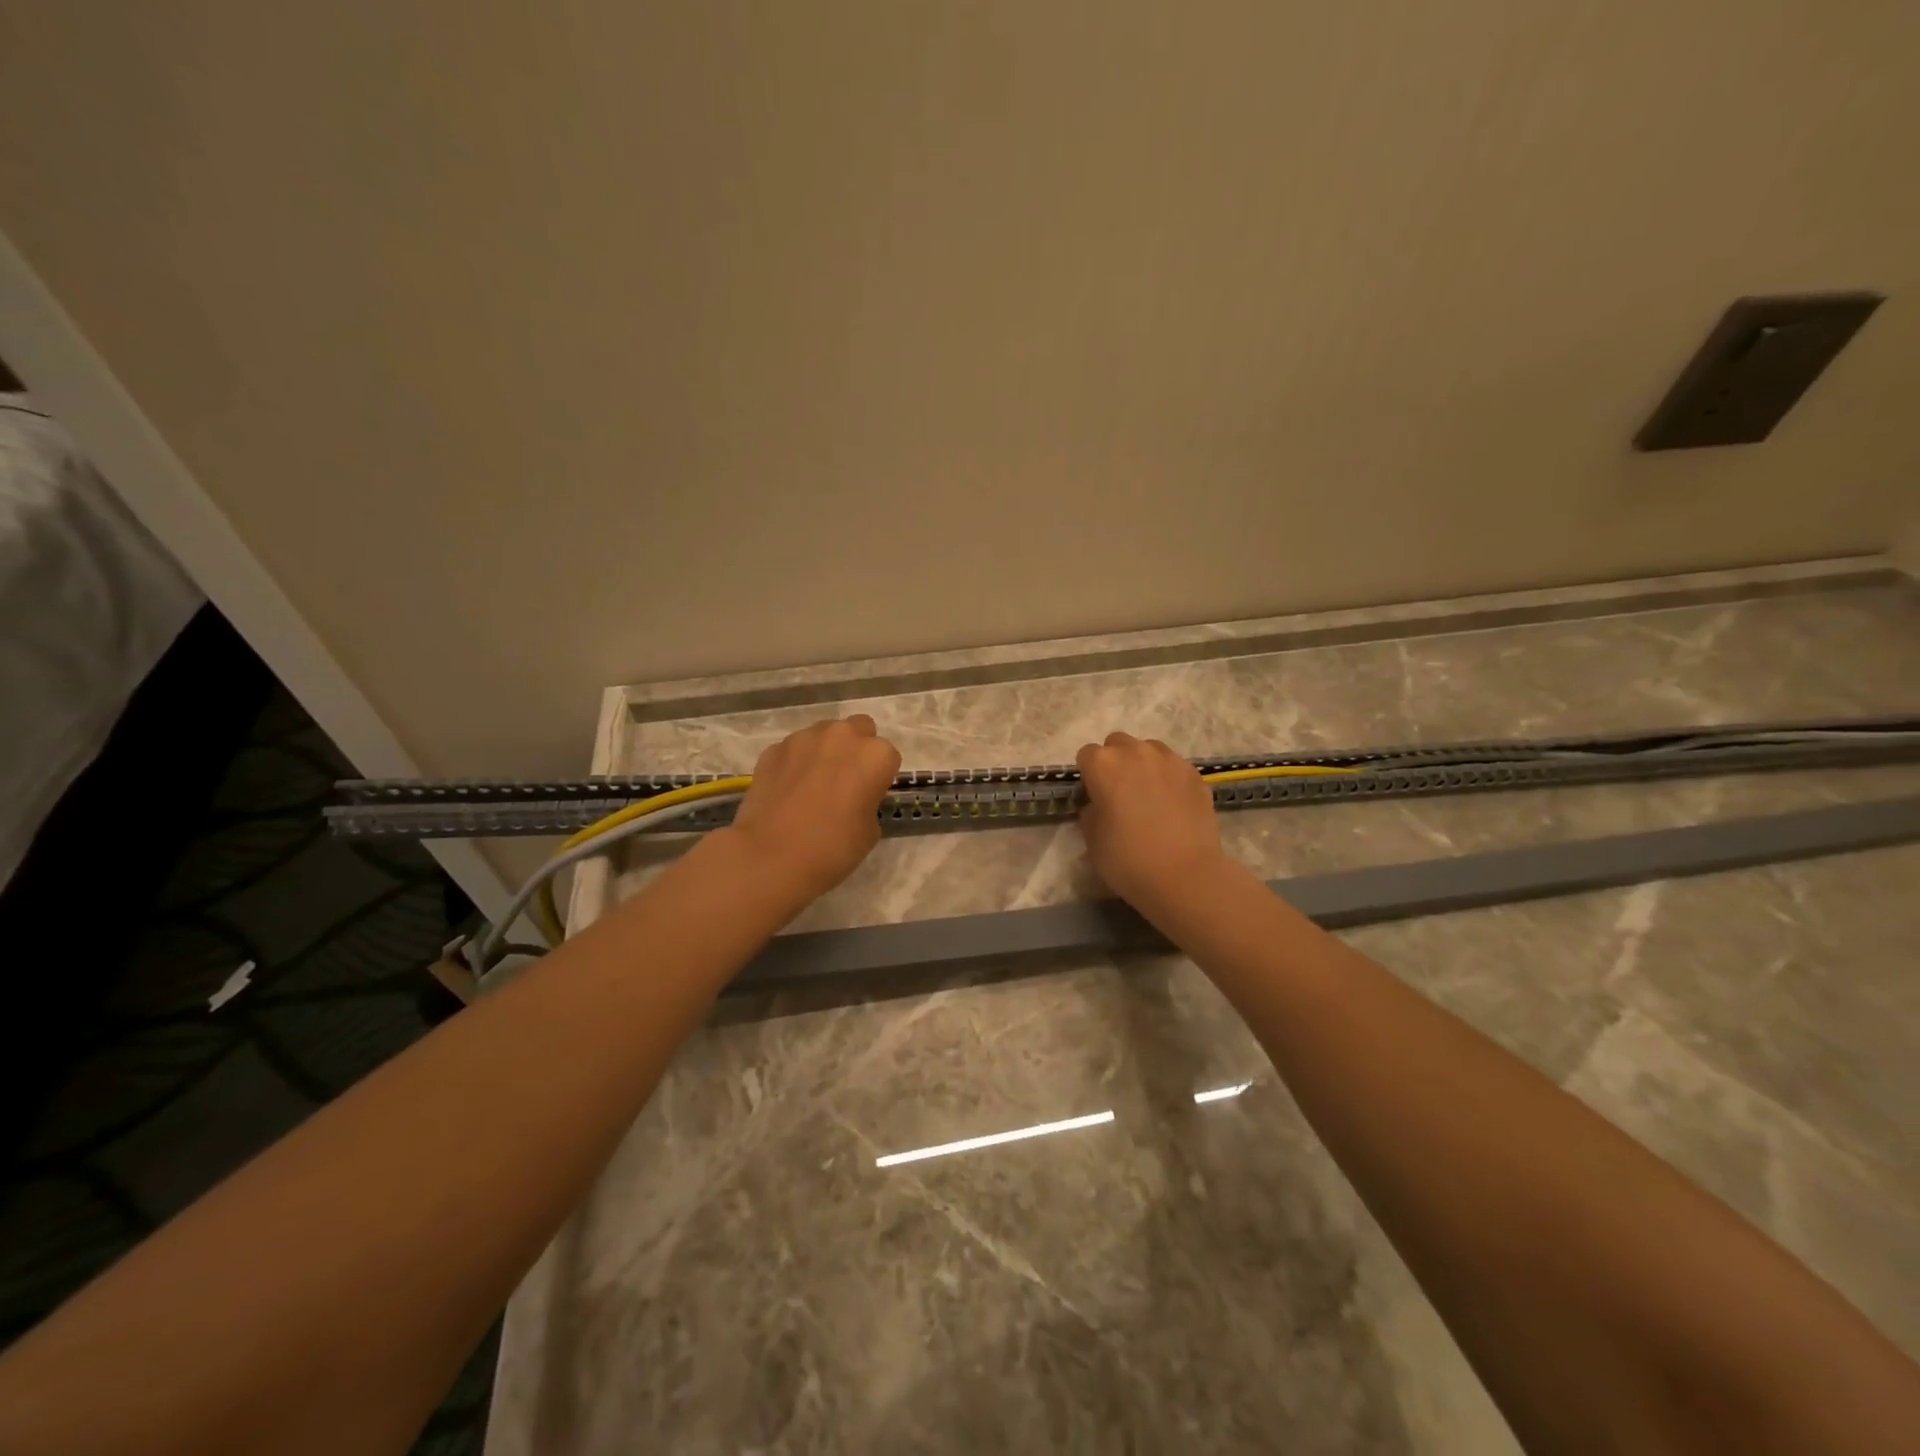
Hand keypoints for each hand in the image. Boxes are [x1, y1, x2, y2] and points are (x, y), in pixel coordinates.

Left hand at [726, 715, 901, 904]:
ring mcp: (804, 738)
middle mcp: (843, 736)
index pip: (888, 757)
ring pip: (824, 734)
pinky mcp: (774, 749)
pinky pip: (793, 749)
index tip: (869, 796)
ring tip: (812, 785)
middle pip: (859, 729)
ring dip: (825, 751)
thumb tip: (853, 797)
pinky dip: (795, 762)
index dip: (879, 777)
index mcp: (875, 755)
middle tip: (845, 781)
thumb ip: (868, 801)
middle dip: (856, 749)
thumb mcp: (870, 830)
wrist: (771, 857)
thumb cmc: (833, 848)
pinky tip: (787, 790)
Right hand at [1075, 732, 1226, 909]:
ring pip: (1148, 749)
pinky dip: (1168, 777)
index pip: (1086, 755)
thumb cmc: (1127, 859)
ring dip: (1143, 764)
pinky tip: (1171, 803)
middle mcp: (1135, 752)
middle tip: (1120, 792)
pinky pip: (1174, 766)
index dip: (1088, 775)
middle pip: (1118, 743)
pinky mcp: (1195, 774)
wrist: (1184, 875)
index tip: (1094, 796)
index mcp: (1103, 765)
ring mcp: (1169, 760)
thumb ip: (1091, 813)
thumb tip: (1099, 806)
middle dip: (1115, 762)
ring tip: (1148, 794)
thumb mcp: (1092, 840)